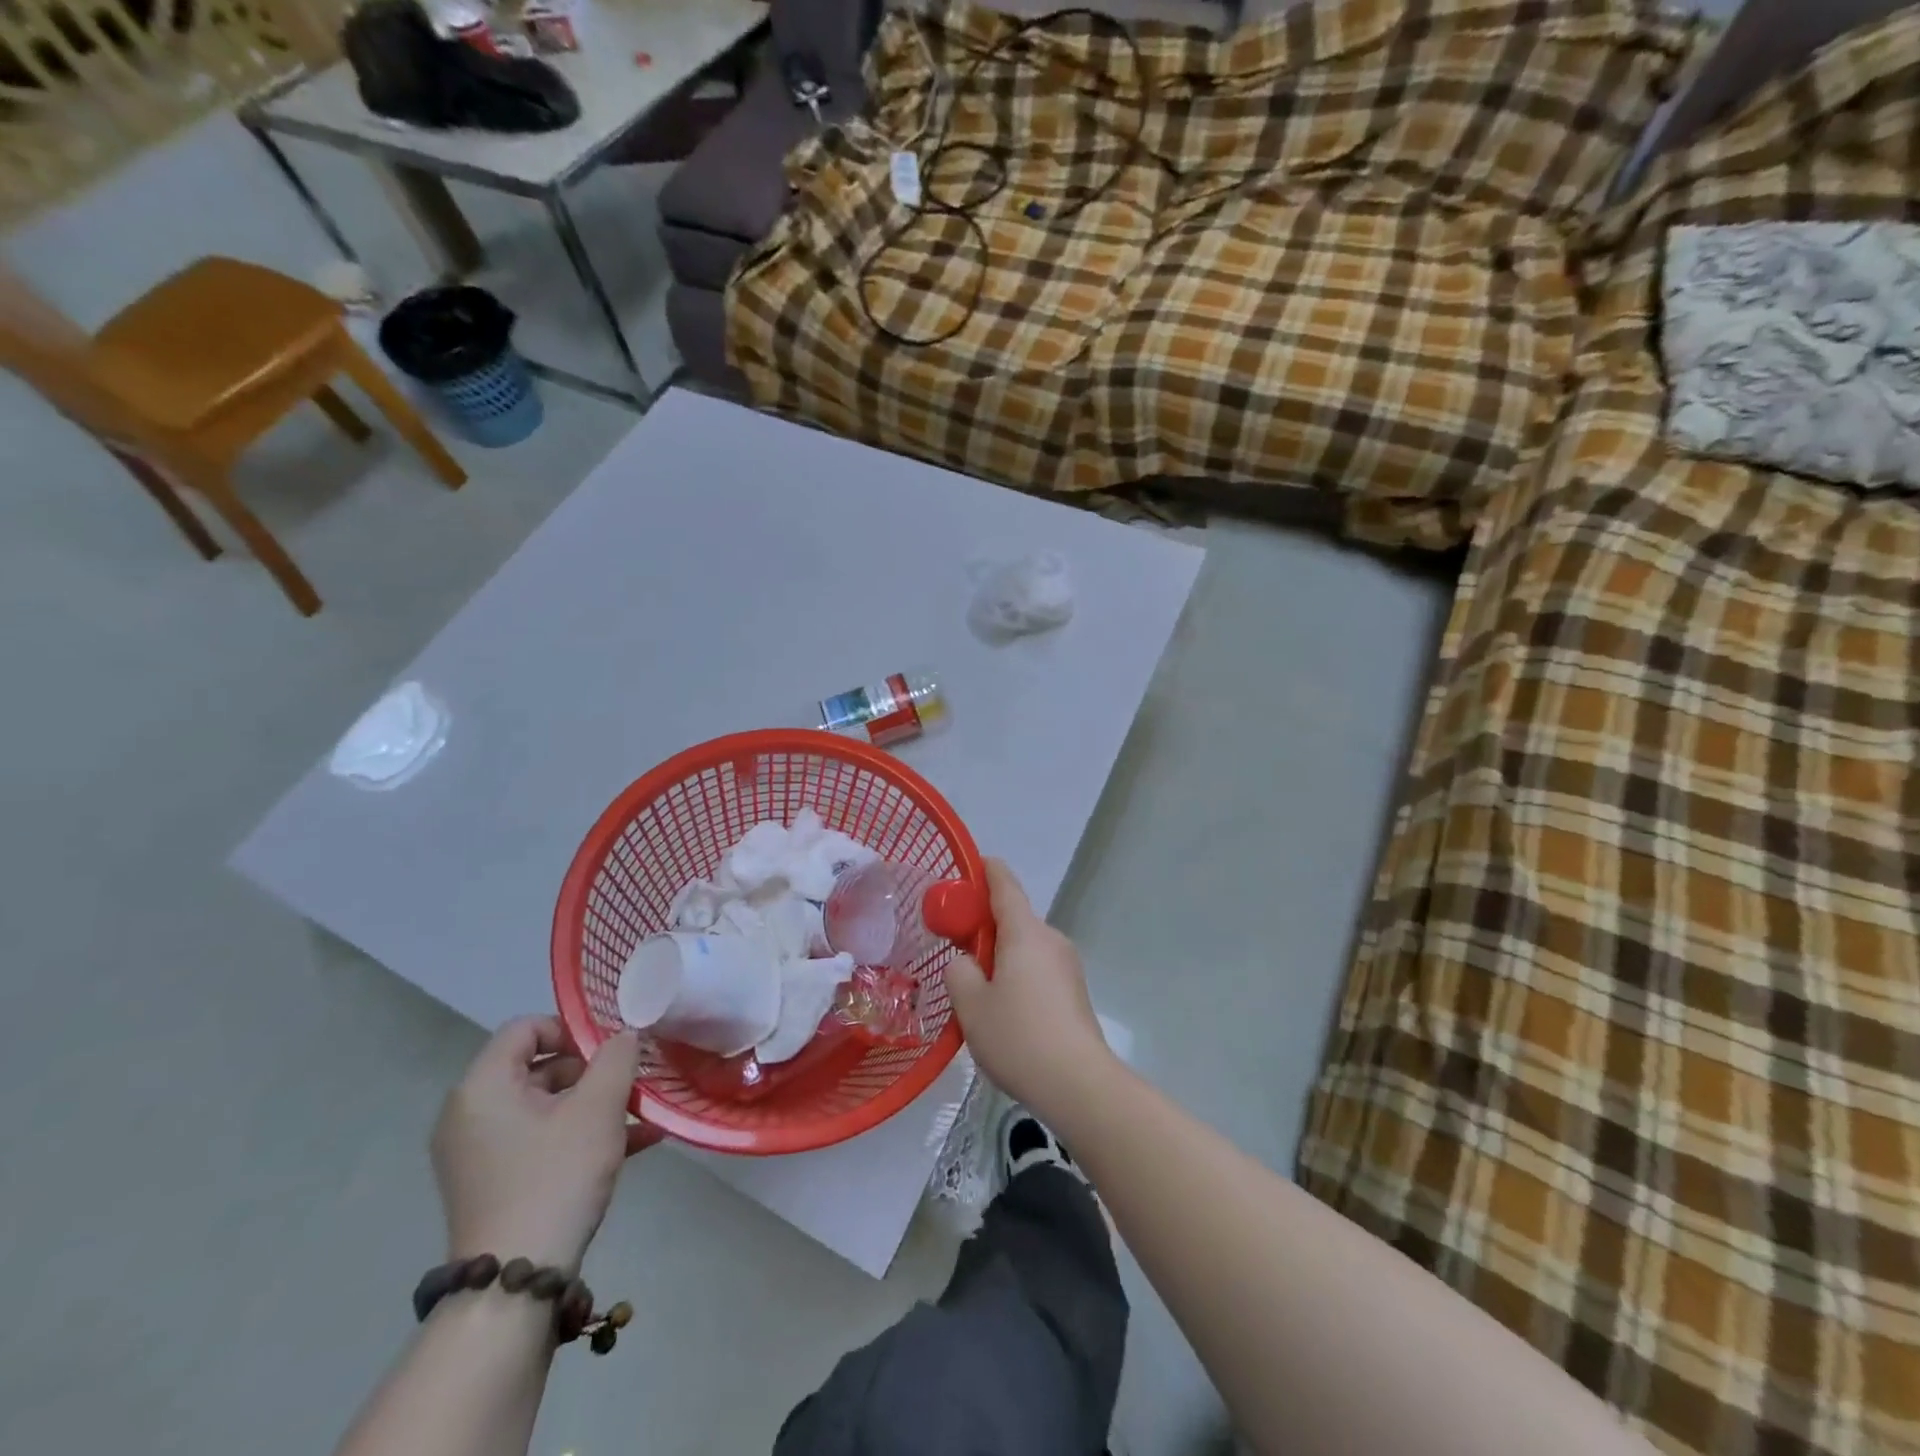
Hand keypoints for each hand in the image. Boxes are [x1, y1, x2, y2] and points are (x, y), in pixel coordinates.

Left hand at [431, 1017, 654, 1271]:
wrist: (516, 1282)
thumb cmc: (555, 1176)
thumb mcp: (598, 1108)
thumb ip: (616, 1057)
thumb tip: (624, 1035)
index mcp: (483, 1087)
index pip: (525, 1028)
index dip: (571, 1030)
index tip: (608, 1052)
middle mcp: (469, 1114)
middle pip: (537, 1067)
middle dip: (591, 1072)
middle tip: (629, 1085)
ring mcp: (478, 1153)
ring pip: (545, 1106)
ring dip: (594, 1105)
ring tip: (642, 1116)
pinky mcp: (492, 1183)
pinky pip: (539, 1139)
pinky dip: (579, 1135)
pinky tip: (635, 1144)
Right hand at [942, 859, 1112, 1115]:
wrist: (1078, 1085)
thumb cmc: (1018, 1037)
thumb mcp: (970, 1005)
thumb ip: (959, 971)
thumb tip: (966, 962)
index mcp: (1025, 932)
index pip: (1004, 884)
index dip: (985, 871)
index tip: (969, 866)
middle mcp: (1050, 940)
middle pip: (1014, 917)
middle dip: (984, 923)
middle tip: (954, 943)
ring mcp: (1067, 966)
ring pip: (1025, 947)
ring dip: (1000, 954)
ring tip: (975, 987)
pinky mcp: (1074, 993)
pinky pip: (1037, 969)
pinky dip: (1016, 974)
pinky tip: (1002, 1010)